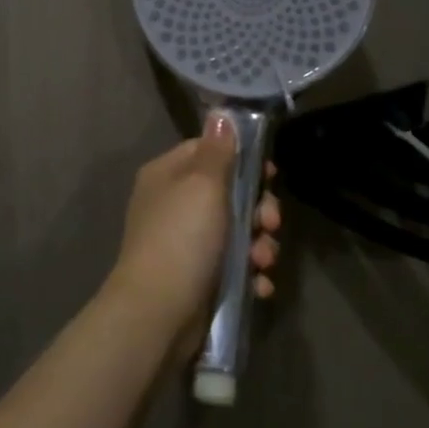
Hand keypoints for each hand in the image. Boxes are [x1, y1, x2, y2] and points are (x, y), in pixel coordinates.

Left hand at [108, 113, 282, 349]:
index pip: (209, 152)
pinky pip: (233, 267)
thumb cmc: (182, 237)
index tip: (269, 174)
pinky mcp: (197, 278)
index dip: (242, 160)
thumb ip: (217, 150)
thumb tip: (220, 114)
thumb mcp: (203, 185)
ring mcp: (184, 243)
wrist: (158, 313)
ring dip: (259, 245)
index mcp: (168, 175)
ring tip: (263, 261)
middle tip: (270, 223)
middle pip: (228, 194)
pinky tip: (259, 284)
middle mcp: (173, 205)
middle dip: (259, 209)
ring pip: (236, 232)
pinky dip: (249, 274)